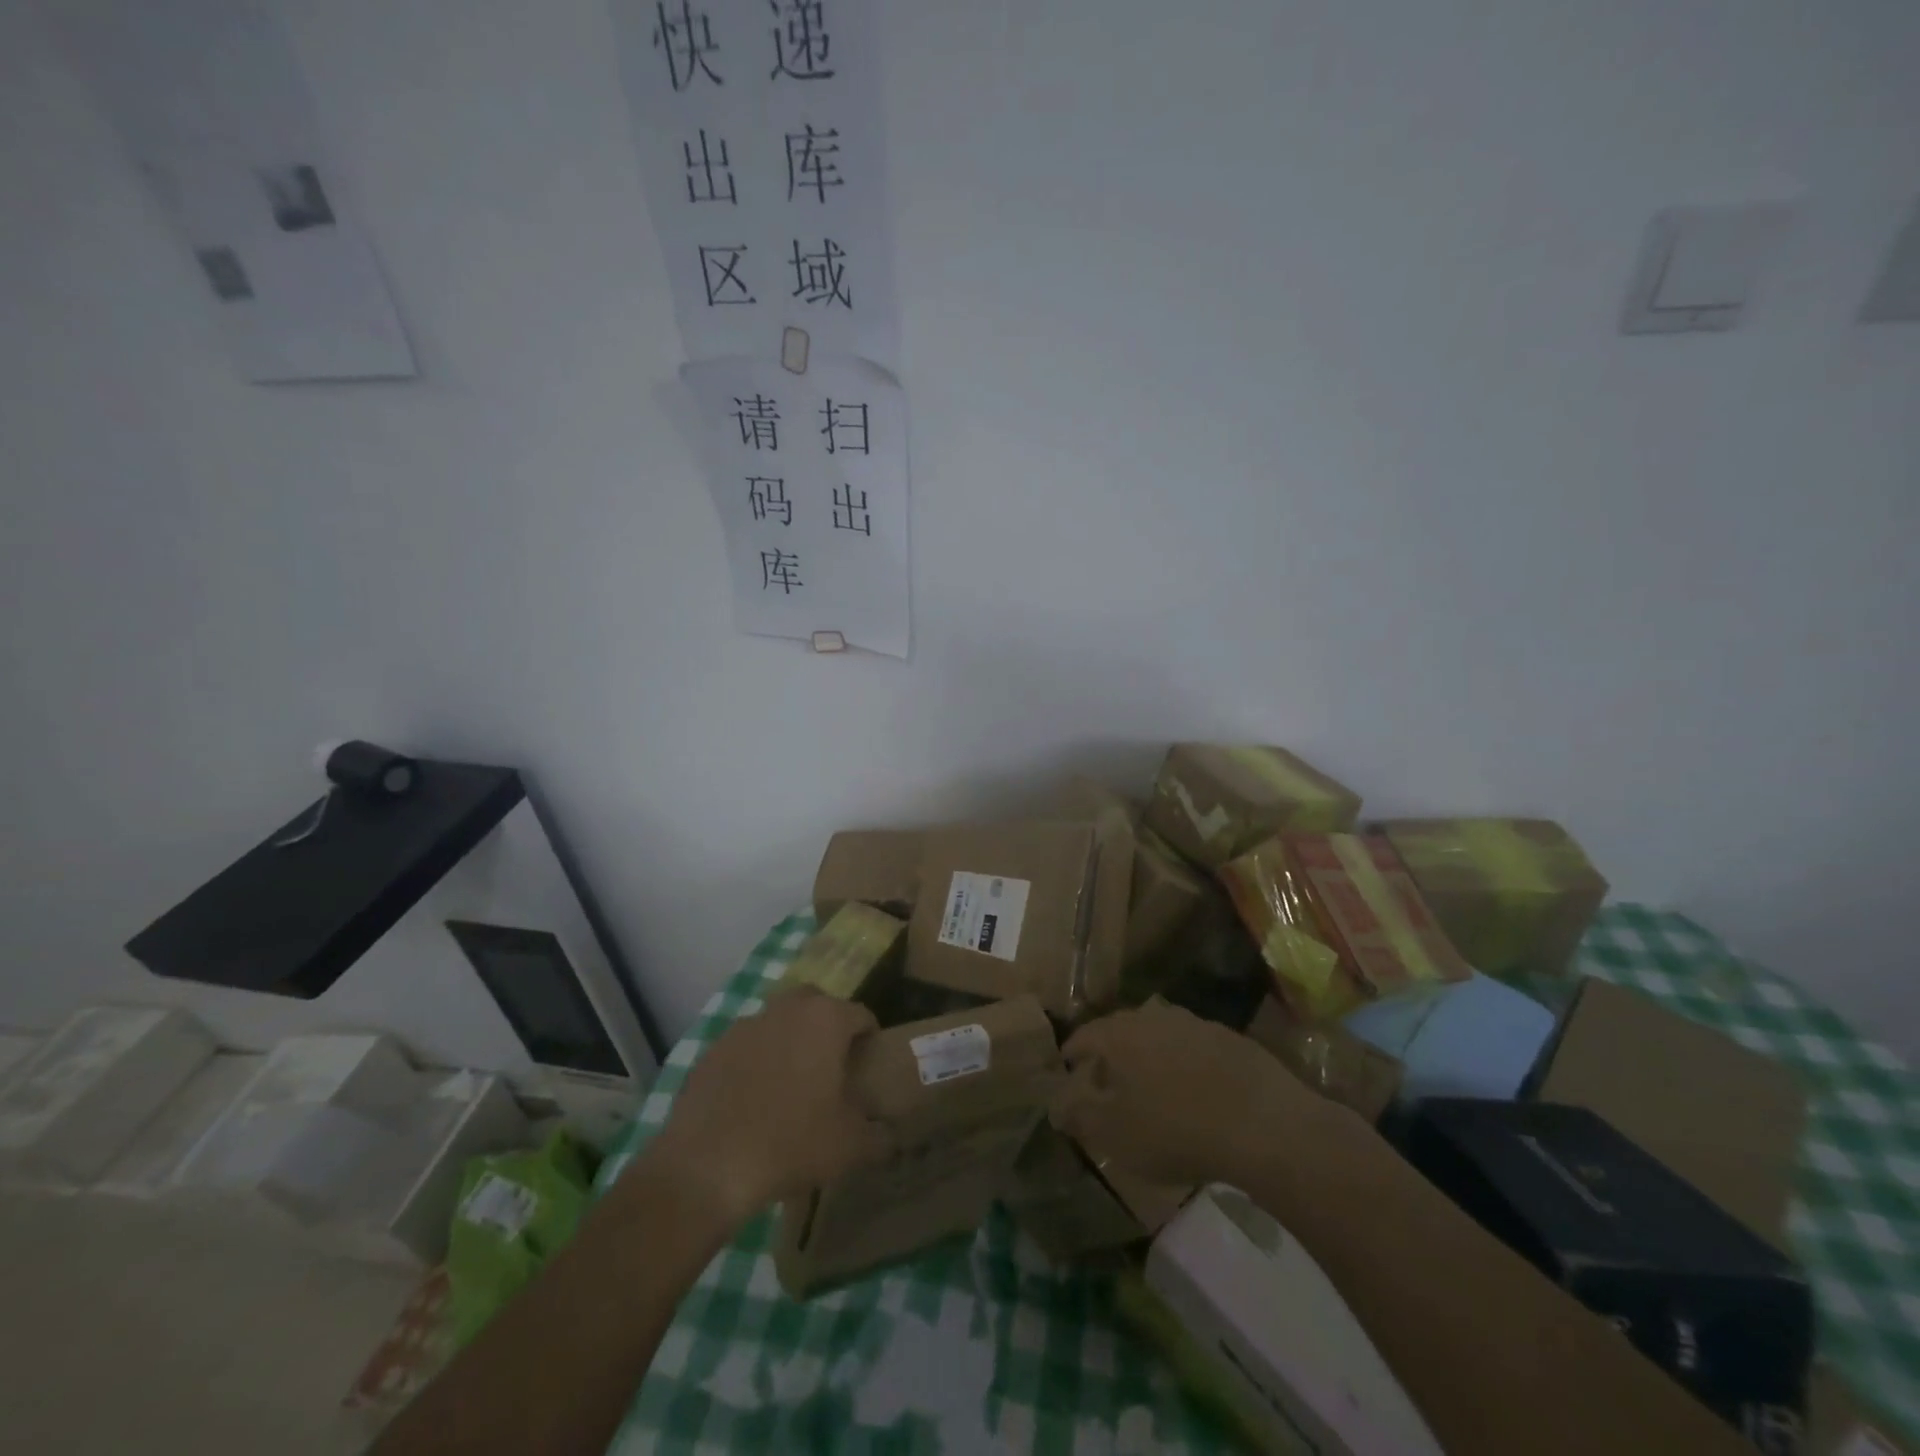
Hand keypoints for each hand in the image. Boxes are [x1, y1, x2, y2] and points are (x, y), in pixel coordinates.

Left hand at [645, 989, 892, 1227]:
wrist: (707, 1165)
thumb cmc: (791, 1143)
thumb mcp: (850, 1147)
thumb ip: (880, 1136)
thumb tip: (891, 1136)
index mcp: (826, 1019)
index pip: (862, 1015)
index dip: (870, 1042)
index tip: (867, 1072)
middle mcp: (787, 1008)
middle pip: (818, 1005)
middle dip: (828, 1029)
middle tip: (831, 1070)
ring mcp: (746, 1024)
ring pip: (779, 1021)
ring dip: (790, 1041)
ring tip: (790, 1086)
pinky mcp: (714, 1047)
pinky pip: (747, 1046)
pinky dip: (756, 1061)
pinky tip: (753, 1100)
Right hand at [1049, 998, 1336, 1189]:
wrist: (1262, 1124)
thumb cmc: (1175, 1129)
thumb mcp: (1116, 1135)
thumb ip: (1081, 1118)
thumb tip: (1057, 1107)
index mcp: (1120, 1035)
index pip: (1086, 1035)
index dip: (1073, 1052)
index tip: (1067, 1065)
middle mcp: (1154, 1018)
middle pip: (1122, 1030)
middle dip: (1110, 1052)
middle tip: (1105, 1078)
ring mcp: (1195, 1025)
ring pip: (1159, 1035)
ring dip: (1149, 1055)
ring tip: (1149, 1084)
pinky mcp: (1230, 1039)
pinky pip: (1193, 1047)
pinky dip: (1184, 1063)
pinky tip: (1193, 1089)